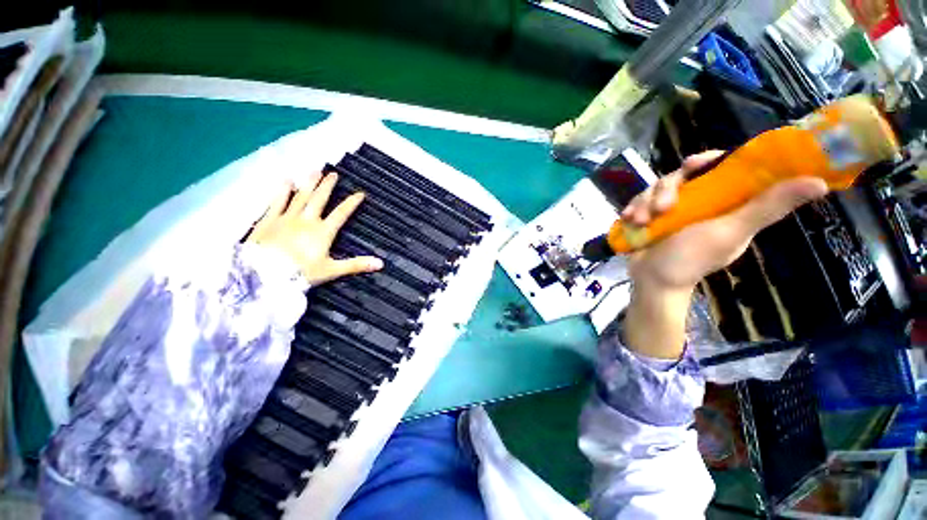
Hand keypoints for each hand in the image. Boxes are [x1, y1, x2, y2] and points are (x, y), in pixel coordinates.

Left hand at [247, 172, 382, 285]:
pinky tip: (286, 181)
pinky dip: (283, 190)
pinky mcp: (269, 220)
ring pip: (300, 196)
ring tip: (315, 171)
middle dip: (328, 186)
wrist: (264, 275)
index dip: (351, 203)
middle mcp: (307, 220)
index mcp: (323, 232)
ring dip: (309, 183)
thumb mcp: (332, 270)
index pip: (341, 213)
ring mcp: (287, 218)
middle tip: (333, 174)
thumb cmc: (301, 273)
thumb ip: (356, 265)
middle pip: (319, 199)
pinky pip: (277, 201)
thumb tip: (381, 263)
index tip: (360, 193)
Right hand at [621, 151, 828, 358]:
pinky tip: (630, 220)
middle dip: (665, 189)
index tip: (694, 164)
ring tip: (642, 221)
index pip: (721, 167)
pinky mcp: (650, 216)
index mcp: (724, 201)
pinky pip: (639, 201)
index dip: (708, 160)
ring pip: (655, 188)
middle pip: (681, 176)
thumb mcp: (730, 232)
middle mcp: (698, 201)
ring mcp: (671, 209)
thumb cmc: (692, 259)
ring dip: (645, 202)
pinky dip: (633, 209)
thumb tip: (818, 183)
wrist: (653, 280)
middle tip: (662, 208)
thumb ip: (767, 207)